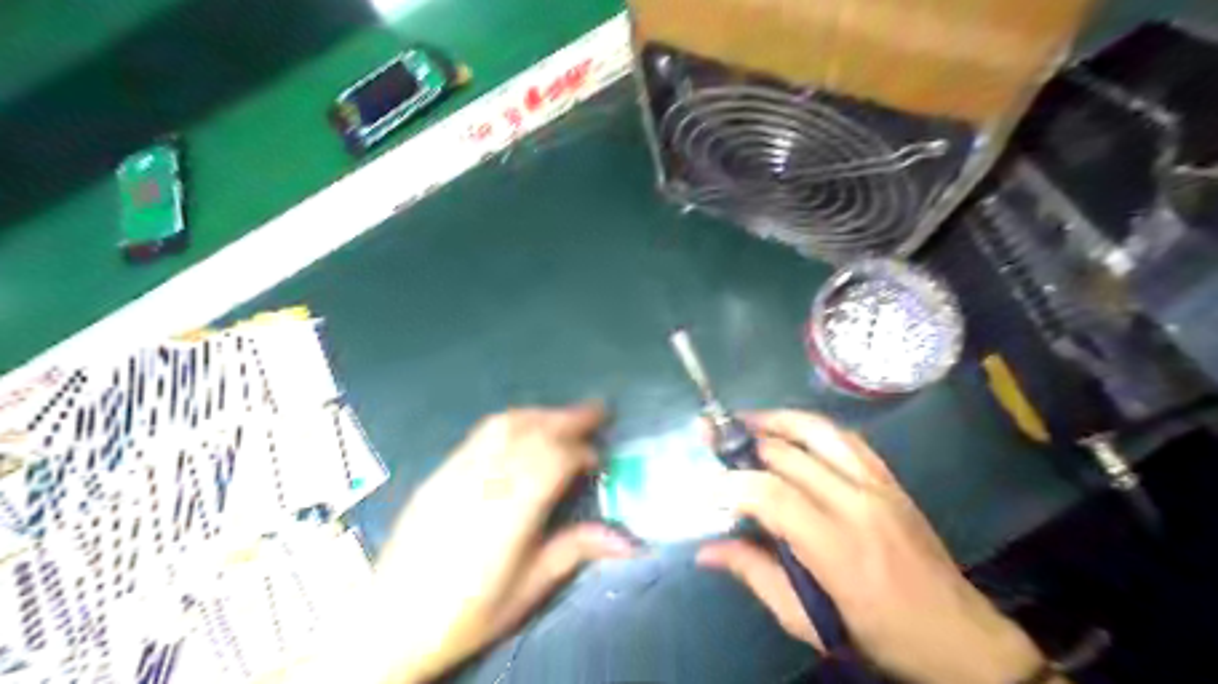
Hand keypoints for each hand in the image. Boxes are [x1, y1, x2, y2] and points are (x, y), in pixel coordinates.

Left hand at [371, 406, 638, 682]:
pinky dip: (512, 422)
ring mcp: (457, 472)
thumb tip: (631, 542)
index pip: (554, 460)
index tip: (599, 461)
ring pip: (505, 424)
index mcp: (509, 513)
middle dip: (569, 417)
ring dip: (541, 414)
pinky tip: (522, 431)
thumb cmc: (468, 614)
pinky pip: (480, 433)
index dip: (583, 452)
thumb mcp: (528, 589)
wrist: (391, 624)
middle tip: (598, 410)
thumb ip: (576, 551)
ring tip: (563, 416)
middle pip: (532, 432)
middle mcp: (483, 482)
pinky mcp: (440, 472)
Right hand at [694, 412, 1057, 682]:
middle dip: (744, 445)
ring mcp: (878, 486)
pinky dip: (812, 427)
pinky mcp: (891, 480)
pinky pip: (846, 438)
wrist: (958, 636)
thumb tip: (705, 550)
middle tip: (714, 443)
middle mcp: (857, 505)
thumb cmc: (877, 634)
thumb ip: (754, 574)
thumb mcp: (807, 620)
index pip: (771, 494)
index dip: (731, 483)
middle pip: (789, 455)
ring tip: (747, 422)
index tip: (706, 487)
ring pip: (819, 432)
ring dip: (778, 421)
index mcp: (835, 547)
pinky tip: (793, 432)